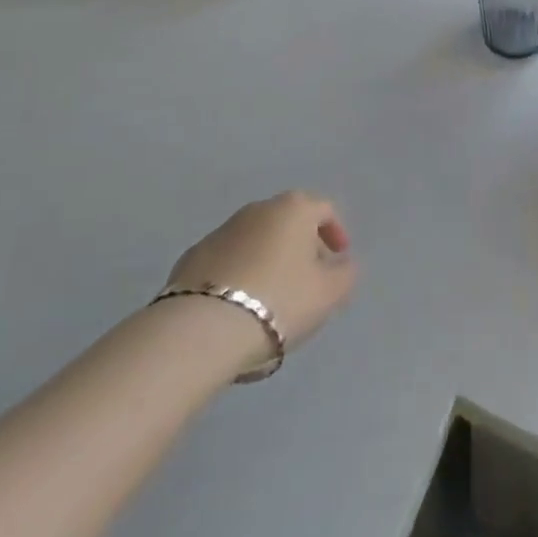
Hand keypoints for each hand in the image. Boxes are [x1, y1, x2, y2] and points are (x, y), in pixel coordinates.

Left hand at [166, 193, 356, 360]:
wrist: (203, 328)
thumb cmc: (279, 300)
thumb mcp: (329, 293)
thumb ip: (345, 274)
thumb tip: (342, 264)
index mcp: (294, 209)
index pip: (324, 209)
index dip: (336, 233)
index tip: (338, 259)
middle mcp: (257, 209)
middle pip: (288, 221)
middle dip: (301, 245)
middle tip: (308, 279)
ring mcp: (221, 231)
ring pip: (256, 240)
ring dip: (268, 259)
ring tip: (272, 297)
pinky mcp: (192, 257)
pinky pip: (228, 260)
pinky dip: (239, 273)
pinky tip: (239, 305)